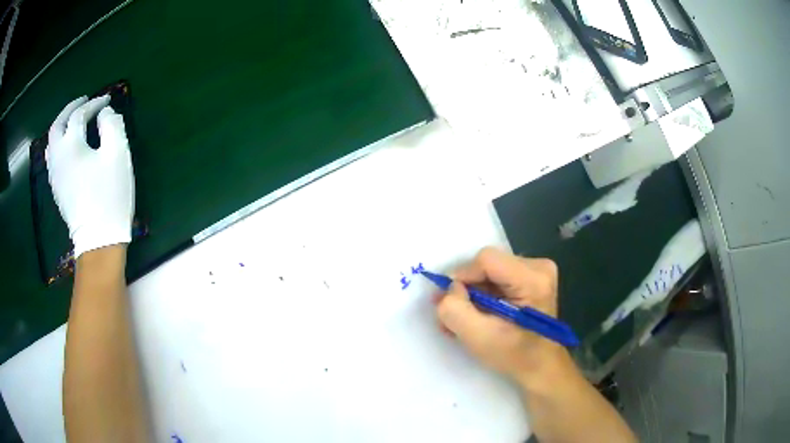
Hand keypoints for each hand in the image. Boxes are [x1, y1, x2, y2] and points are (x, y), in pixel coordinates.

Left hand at [47, 96, 134, 257]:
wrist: (98, 240)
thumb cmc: (109, 195)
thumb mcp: (118, 155)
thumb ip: (112, 125)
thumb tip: (105, 113)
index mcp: (71, 145)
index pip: (79, 115)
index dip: (94, 104)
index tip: (107, 100)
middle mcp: (57, 157)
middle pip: (57, 125)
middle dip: (70, 109)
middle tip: (83, 102)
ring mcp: (54, 175)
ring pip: (51, 143)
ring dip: (61, 126)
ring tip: (72, 122)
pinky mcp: (57, 189)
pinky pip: (52, 159)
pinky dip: (58, 144)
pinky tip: (66, 147)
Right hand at [435, 247, 570, 387]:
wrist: (541, 367)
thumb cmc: (515, 356)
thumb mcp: (478, 338)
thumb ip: (455, 309)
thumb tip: (450, 288)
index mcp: (533, 280)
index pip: (486, 260)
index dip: (463, 278)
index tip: (451, 304)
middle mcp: (539, 267)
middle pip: (487, 265)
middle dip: (465, 290)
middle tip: (451, 317)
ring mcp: (537, 271)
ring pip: (489, 271)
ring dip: (471, 295)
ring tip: (462, 320)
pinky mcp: (531, 277)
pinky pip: (496, 277)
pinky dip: (482, 296)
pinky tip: (476, 315)